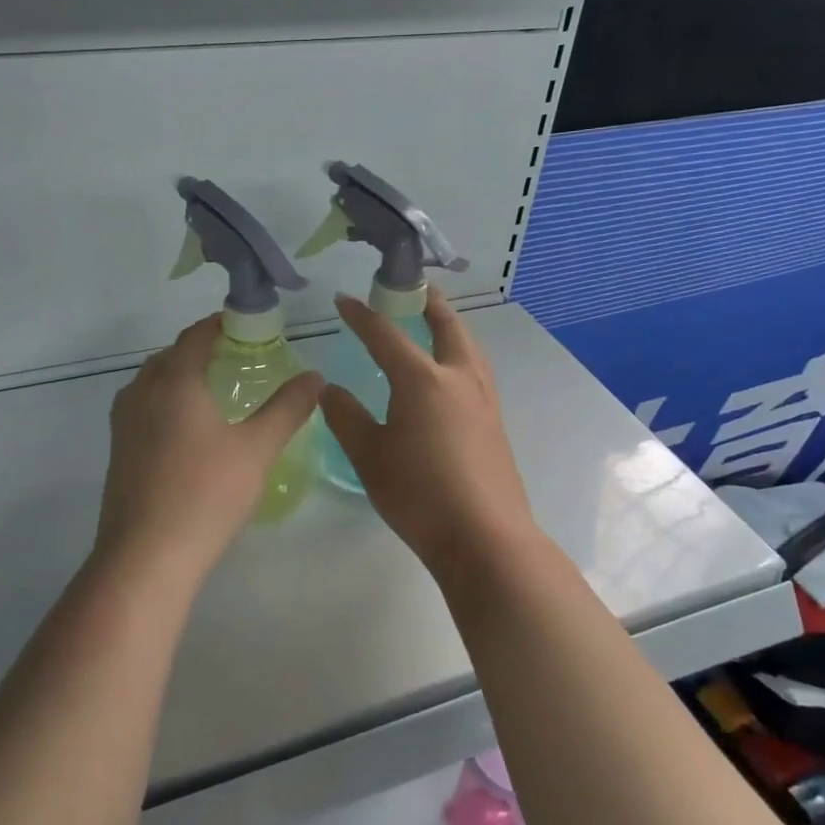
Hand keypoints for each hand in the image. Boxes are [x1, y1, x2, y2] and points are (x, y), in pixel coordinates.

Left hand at [93, 314, 323, 587]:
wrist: (146, 555)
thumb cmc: (206, 493)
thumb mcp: (257, 449)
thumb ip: (287, 408)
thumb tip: (314, 376)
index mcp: (175, 381)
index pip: (195, 335)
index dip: (219, 324)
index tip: (245, 324)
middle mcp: (142, 392)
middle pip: (170, 356)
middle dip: (199, 349)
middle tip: (235, 357)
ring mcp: (124, 423)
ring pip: (151, 382)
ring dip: (179, 375)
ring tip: (213, 390)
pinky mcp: (118, 451)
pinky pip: (143, 408)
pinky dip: (166, 401)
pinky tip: (189, 430)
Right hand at [318, 291, 535, 578]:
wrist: (484, 537)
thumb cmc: (419, 494)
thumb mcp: (369, 456)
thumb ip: (346, 418)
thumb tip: (329, 390)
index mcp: (423, 380)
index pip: (386, 334)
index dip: (362, 316)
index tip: (343, 301)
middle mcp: (458, 378)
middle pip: (447, 325)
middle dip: (428, 301)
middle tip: (413, 287)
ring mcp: (483, 400)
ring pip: (470, 346)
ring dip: (452, 325)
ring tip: (436, 322)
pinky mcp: (495, 422)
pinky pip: (477, 370)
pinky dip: (461, 354)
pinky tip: (451, 375)